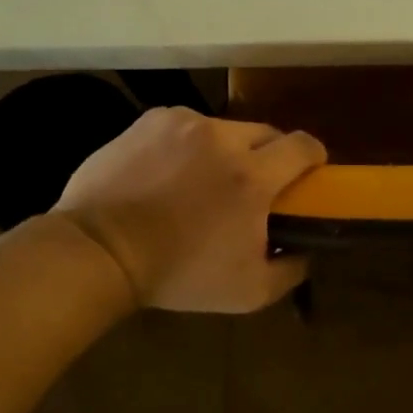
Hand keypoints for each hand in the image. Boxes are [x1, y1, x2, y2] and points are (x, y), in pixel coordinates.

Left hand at [51, 107, 325, 312]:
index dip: (314, 158)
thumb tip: (306, 249)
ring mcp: (184, 123)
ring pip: (225, 129)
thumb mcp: (248, 291)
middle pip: (268, 133)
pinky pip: (186, 126)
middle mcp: (223, 137)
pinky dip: (189, 145)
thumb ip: (291, 269)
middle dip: (270, 156)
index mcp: (253, 176)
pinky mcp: (150, 120)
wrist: (98, 251)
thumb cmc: (178, 274)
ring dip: (227, 151)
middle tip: (254, 185)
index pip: (304, 146)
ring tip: (203, 181)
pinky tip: (170, 173)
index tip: (308, 175)